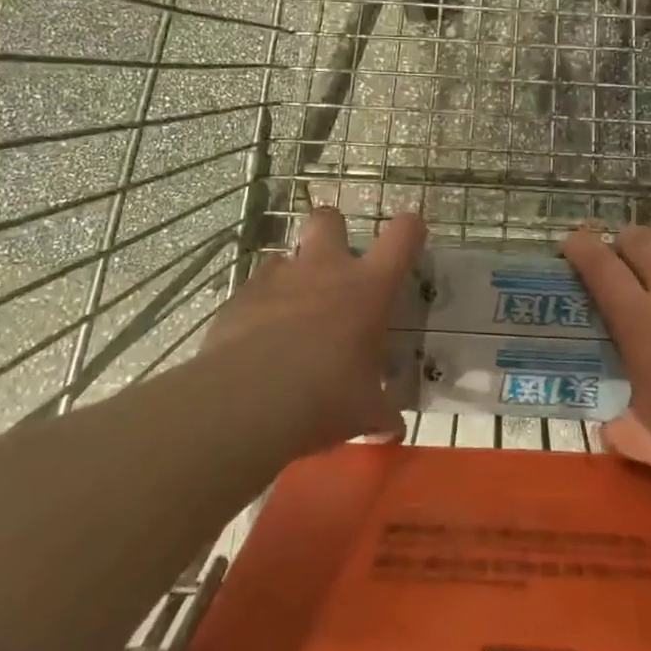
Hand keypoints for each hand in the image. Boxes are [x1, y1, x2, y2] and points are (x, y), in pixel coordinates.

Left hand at [201, 207, 425, 456]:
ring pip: (287, 255)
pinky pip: (256, 289)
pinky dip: (261, 306)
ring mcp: (279, 277)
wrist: (247, 402)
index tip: (410, 235)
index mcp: (369, 287)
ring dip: (294, 277)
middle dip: (333, 231)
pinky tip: (258, 340)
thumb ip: (381, 414)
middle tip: (335, 265)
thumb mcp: (365, 412)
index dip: (410, 229)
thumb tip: (393, 431)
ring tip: (292, 316)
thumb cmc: (325, 397)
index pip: (403, 235)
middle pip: (329, 219)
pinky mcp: (240, 296)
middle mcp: (325, 268)